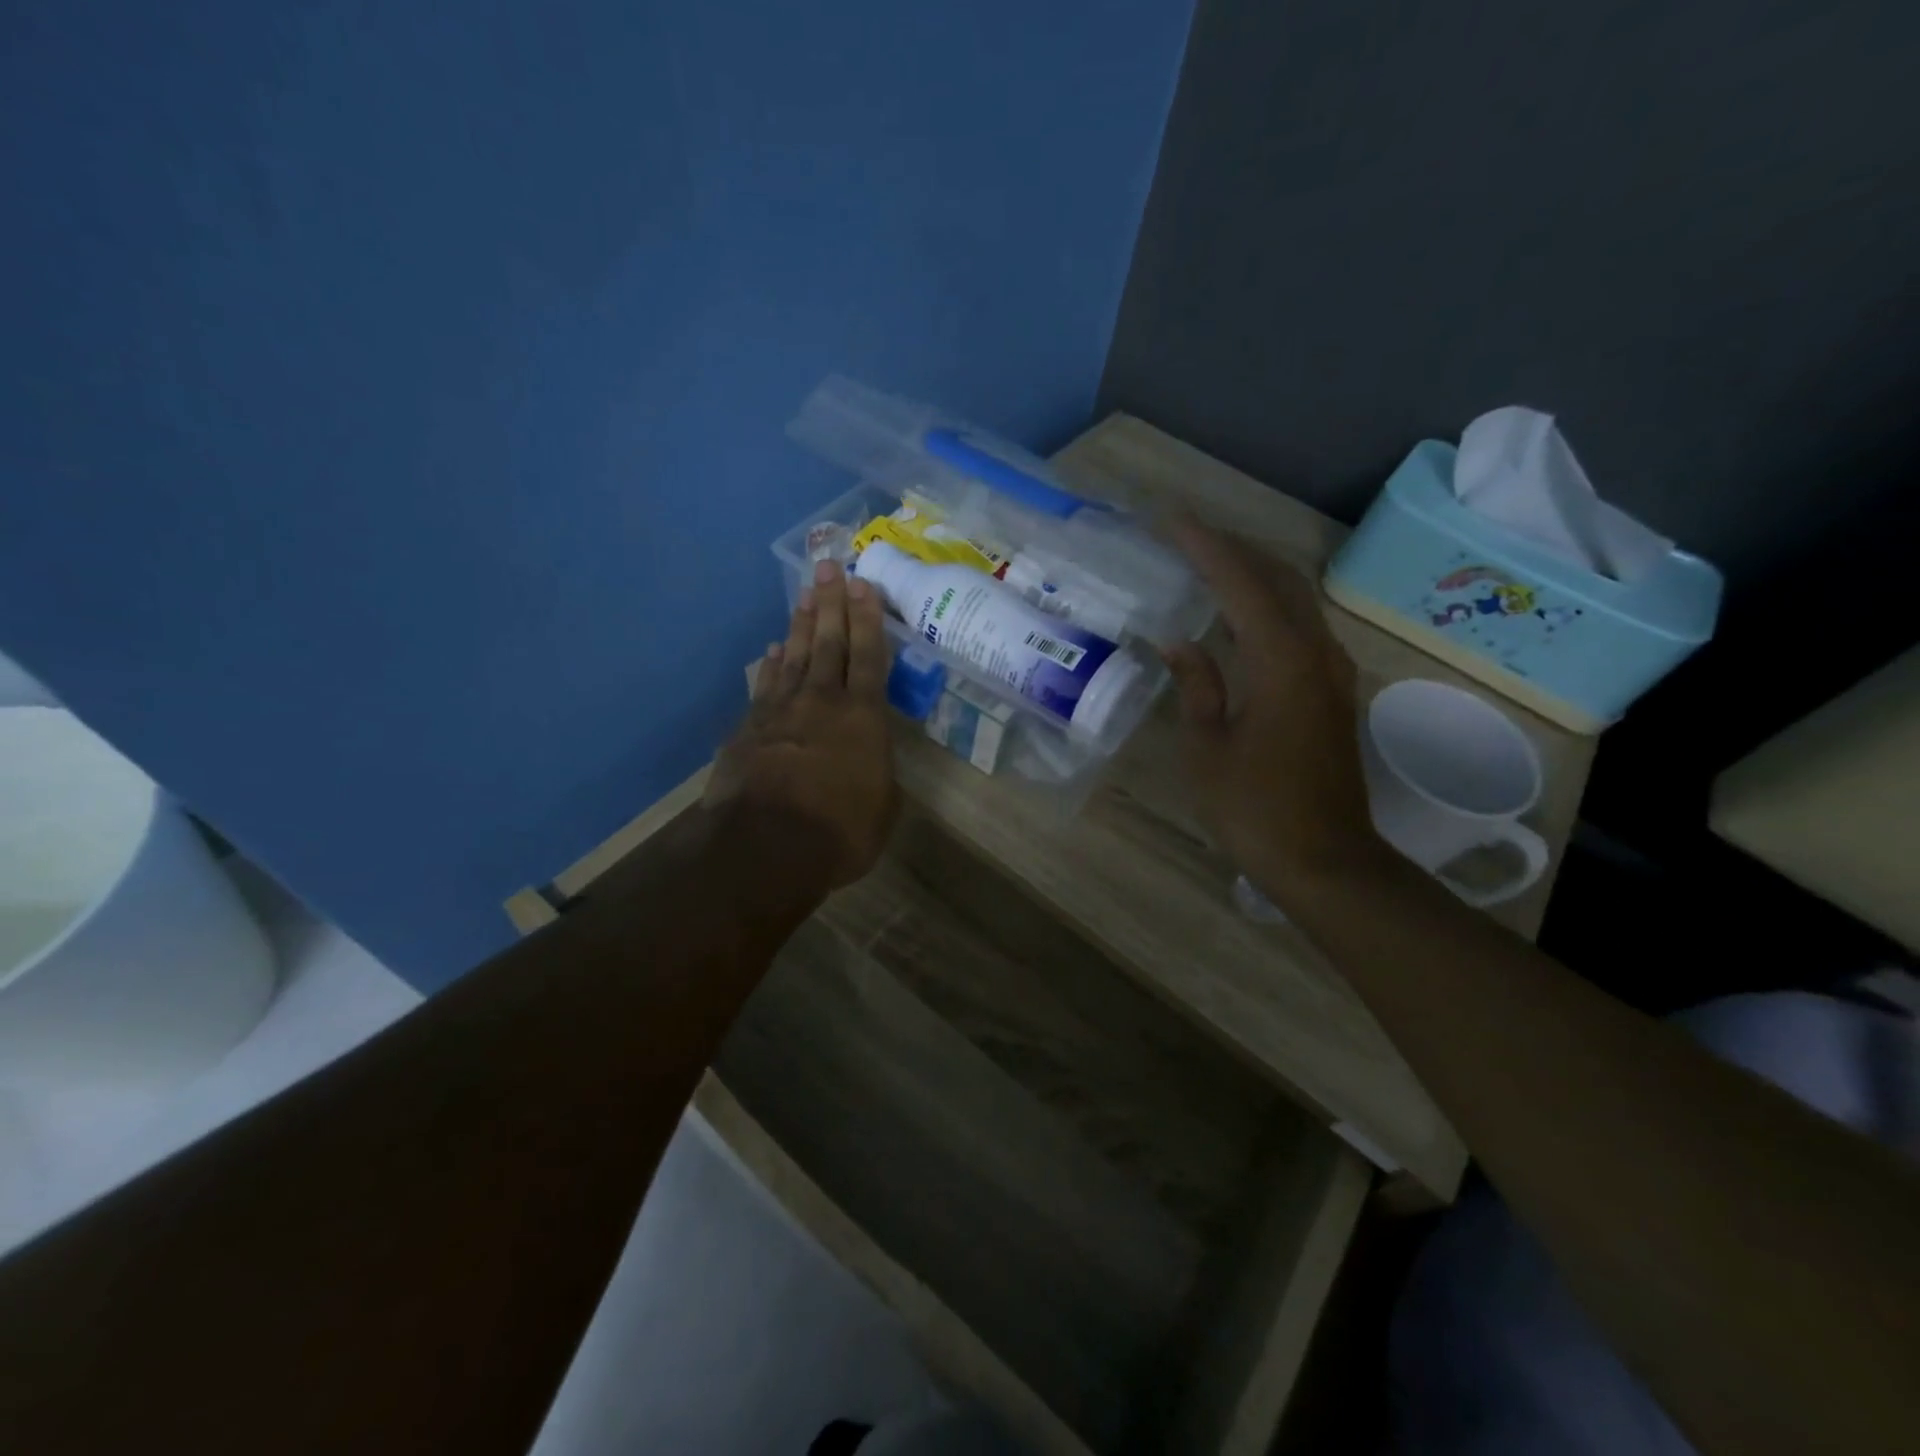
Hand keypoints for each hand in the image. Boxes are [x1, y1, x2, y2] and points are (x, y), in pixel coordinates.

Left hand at [705, 558, 900, 889]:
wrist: (765, 847)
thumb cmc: (840, 831)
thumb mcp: (883, 806)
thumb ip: (878, 772)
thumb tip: (869, 758)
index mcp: (863, 718)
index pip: (869, 657)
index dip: (868, 620)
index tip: (863, 585)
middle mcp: (822, 703)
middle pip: (829, 644)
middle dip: (831, 604)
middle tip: (829, 567)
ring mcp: (781, 712)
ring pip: (795, 657)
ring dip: (802, 625)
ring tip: (805, 596)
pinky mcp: (750, 729)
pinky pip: (765, 686)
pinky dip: (771, 665)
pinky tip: (774, 649)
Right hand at [1162, 518, 1382, 899]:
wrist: (1325, 861)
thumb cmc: (1255, 810)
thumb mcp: (1208, 748)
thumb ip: (1197, 687)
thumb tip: (1179, 642)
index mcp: (1282, 662)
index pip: (1241, 583)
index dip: (1205, 546)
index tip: (1170, 520)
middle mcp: (1317, 653)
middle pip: (1278, 577)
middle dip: (1233, 548)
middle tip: (1186, 534)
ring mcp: (1332, 671)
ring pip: (1295, 598)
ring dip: (1253, 573)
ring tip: (1207, 562)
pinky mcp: (1333, 691)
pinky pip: (1300, 625)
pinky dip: (1267, 604)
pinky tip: (1240, 613)